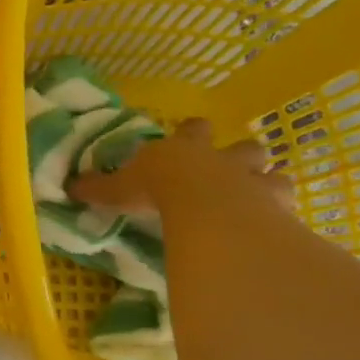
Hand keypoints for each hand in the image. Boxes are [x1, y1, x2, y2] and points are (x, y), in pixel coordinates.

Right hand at [70, 118, 291, 217]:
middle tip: (235, 170)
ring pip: (275, 175)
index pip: (193, 130)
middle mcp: (224, 160)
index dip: (192, 133)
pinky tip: (280, 229)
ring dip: (269, 185)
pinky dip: (284, 216)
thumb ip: (102, 189)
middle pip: (245, 147)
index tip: (191, 135)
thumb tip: (71, 187)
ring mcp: (255, 182)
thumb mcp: (122, 188)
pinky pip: (288, 208)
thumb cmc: (160, 189)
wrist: (206, 206)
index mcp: (187, 149)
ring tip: (262, 201)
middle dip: (242, 156)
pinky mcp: (277, 208)